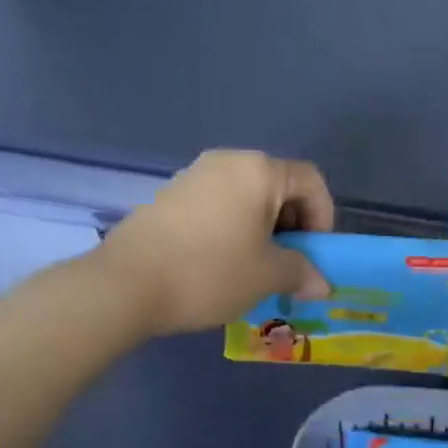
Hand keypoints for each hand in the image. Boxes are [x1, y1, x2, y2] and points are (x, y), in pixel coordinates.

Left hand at [95, 150, 334, 336]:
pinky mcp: (168, 196)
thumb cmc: (209, 272)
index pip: (310, 180)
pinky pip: (217, 205)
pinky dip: (232, 228)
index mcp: (258, 171)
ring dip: (262, 228)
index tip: (315, 253)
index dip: (323, 216)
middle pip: (277, 185)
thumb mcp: (267, 276)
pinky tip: (220, 263)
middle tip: (289, 263)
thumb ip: (302, 273)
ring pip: (246, 197)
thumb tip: (321, 283)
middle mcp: (227, 162)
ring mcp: (193, 176)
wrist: (124, 285)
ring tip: (255, 267)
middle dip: (292, 224)